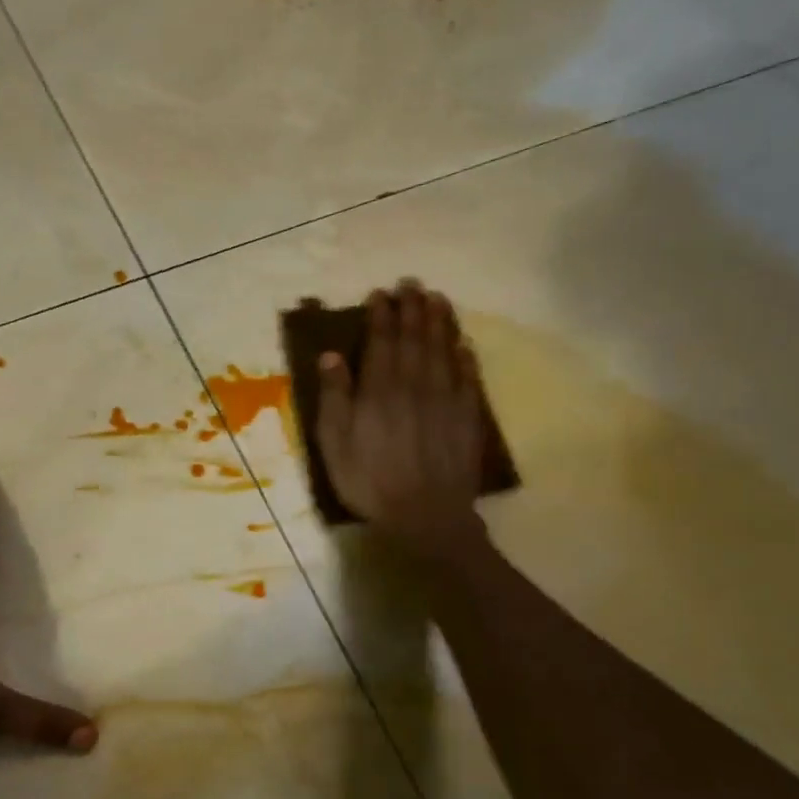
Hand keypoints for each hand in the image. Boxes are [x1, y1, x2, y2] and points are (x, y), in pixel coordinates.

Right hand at [316, 280, 490, 557]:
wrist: (426, 514)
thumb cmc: (369, 480)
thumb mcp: (335, 443)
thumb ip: (334, 397)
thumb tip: (331, 356)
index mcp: (379, 389)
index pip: (381, 341)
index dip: (381, 315)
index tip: (380, 294)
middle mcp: (414, 384)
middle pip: (415, 337)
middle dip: (412, 308)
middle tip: (412, 284)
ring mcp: (445, 398)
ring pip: (443, 349)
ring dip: (440, 322)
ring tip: (438, 299)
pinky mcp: (466, 416)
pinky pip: (468, 376)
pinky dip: (464, 356)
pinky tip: (462, 343)